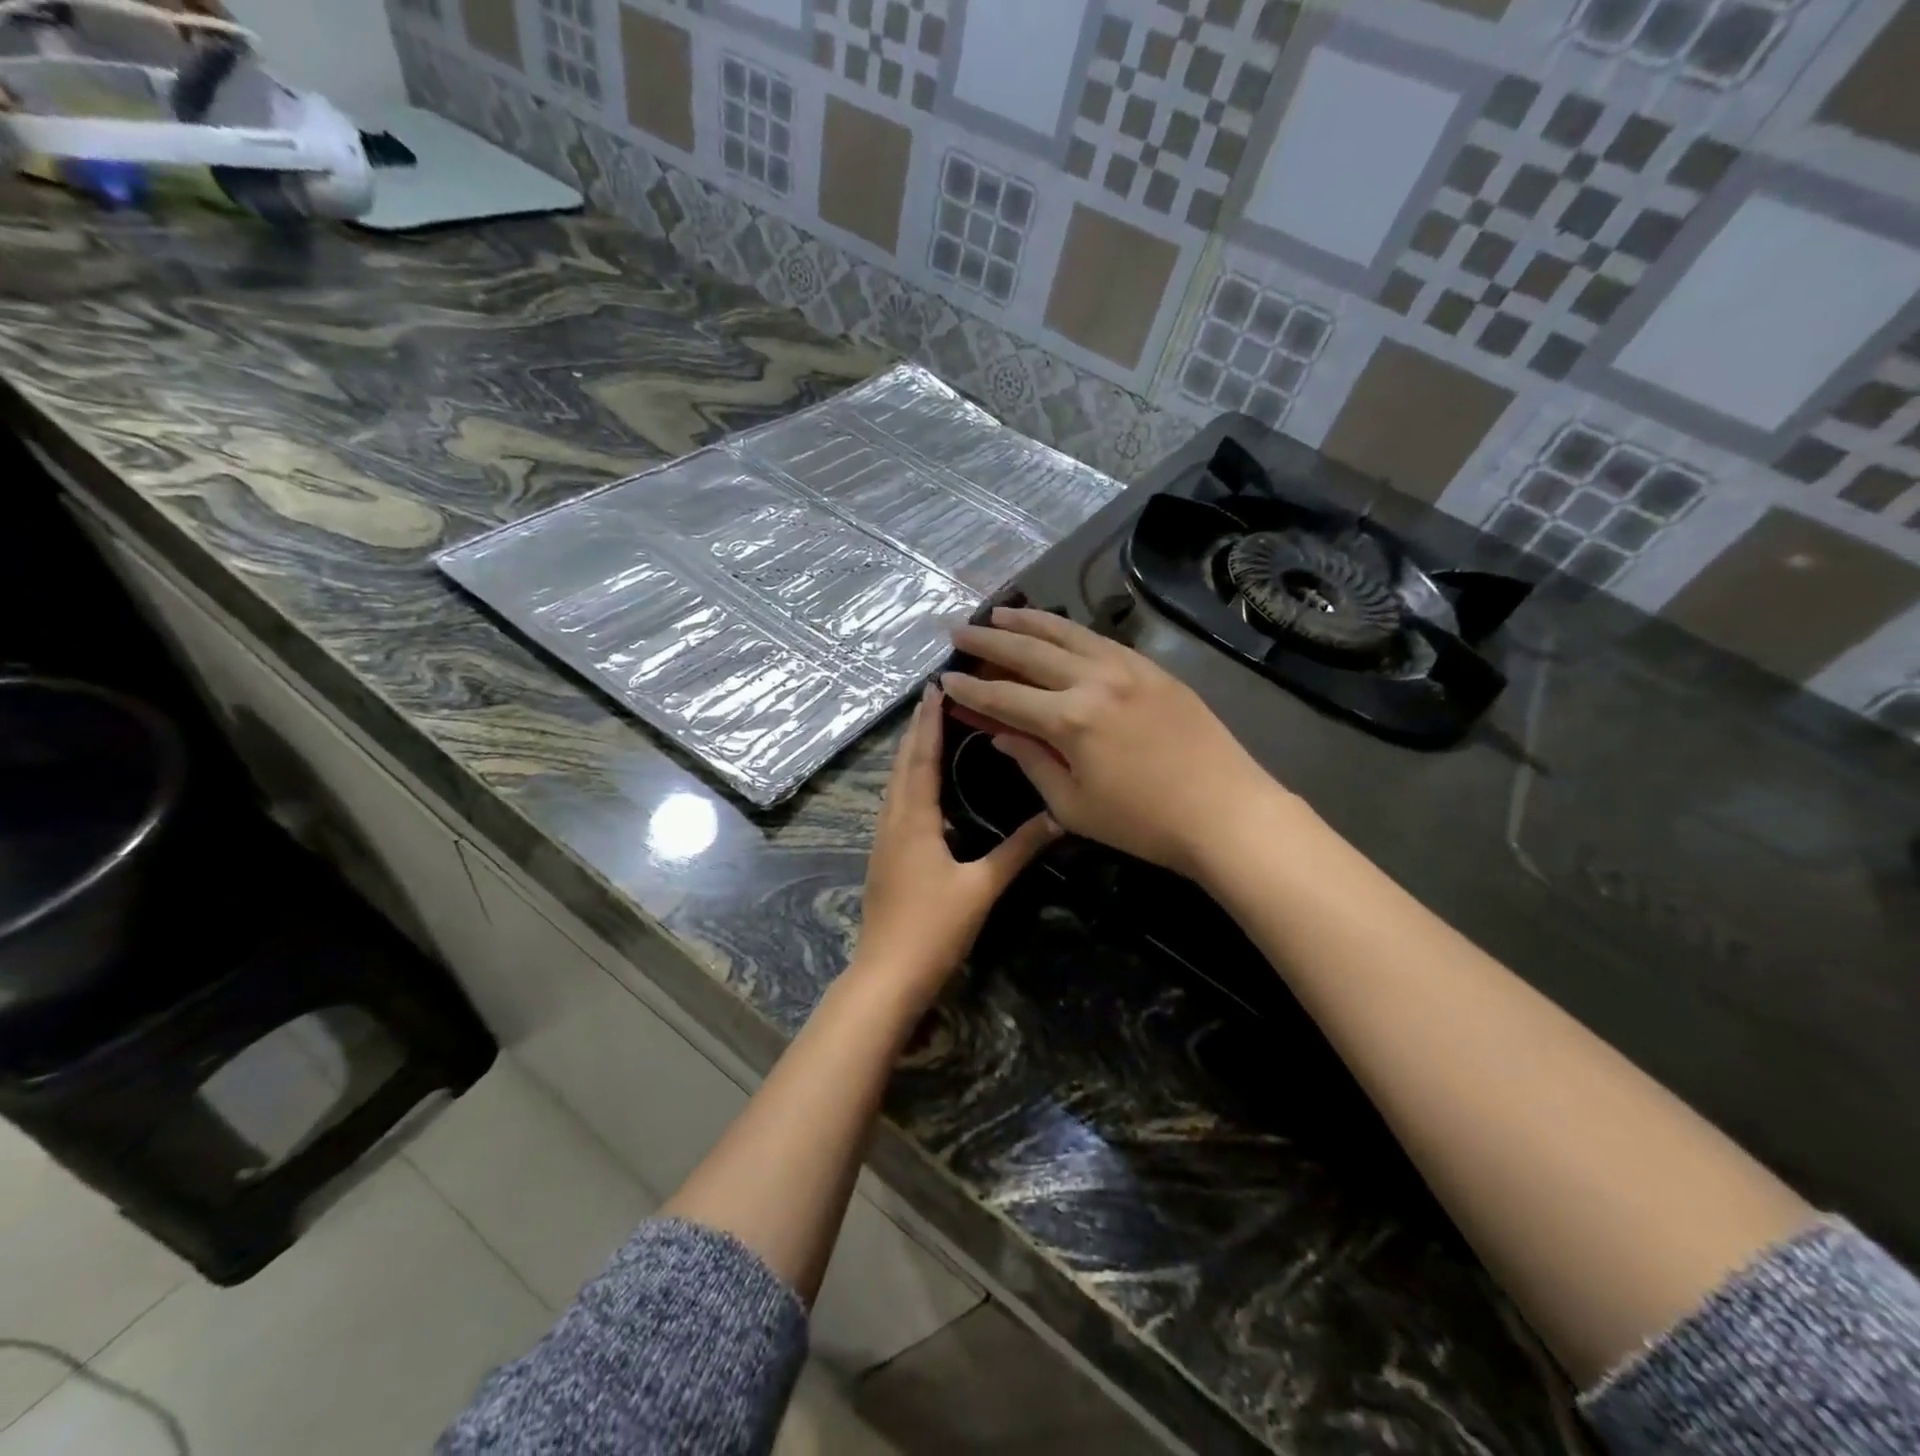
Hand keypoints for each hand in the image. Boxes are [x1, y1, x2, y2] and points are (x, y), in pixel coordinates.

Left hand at [852, 684, 1059, 1007]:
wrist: (887, 975)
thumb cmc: (933, 929)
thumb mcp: (981, 888)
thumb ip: (1018, 850)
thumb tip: (1057, 818)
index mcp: (913, 820)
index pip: (920, 758)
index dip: (928, 722)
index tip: (935, 687)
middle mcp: (892, 821)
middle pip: (902, 764)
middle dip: (917, 729)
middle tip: (935, 697)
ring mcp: (883, 840)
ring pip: (895, 783)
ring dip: (910, 752)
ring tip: (930, 729)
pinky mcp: (884, 857)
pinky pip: (895, 803)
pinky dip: (908, 780)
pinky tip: (923, 786)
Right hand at [944, 607, 1284, 878]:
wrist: (1226, 812)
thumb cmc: (1144, 823)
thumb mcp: (1073, 805)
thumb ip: (1032, 762)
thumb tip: (1001, 735)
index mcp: (1070, 719)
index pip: (1004, 697)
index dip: (970, 690)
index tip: (945, 679)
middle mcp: (1094, 680)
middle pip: (1028, 651)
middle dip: (988, 641)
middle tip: (957, 631)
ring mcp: (1128, 667)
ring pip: (1066, 632)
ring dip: (1027, 621)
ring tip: (998, 613)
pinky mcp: (1153, 668)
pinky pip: (1100, 640)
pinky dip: (1069, 630)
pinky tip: (1056, 630)